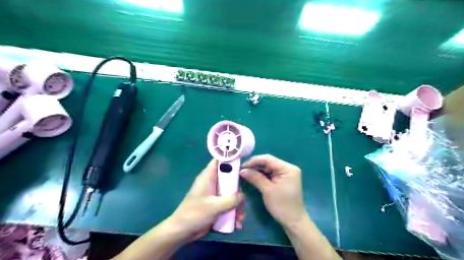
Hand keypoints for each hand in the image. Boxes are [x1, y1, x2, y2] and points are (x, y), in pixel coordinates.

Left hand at [168, 159, 246, 242]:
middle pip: (229, 179)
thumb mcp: (215, 206)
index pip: (220, 160)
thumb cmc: (195, 213)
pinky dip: (233, 212)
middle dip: (238, 191)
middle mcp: (212, 182)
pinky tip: (236, 223)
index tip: (243, 163)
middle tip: (242, 201)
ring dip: (237, 205)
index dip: (231, 159)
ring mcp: (214, 194)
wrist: (182, 231)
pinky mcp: (216, 204)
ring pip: (231, 193)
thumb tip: (242, 195)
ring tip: (240, 218)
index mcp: (208, 176)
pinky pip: (228, 204)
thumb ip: (231, 199)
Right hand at [241, 154, 307, 228]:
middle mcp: (288, 167)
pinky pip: (271, 173)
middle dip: (255, 165)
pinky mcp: (283, 179)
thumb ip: (255, 177)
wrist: (294, 222)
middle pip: (268, 162)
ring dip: (257, 169)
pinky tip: (253, 176)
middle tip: (241, 170)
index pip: (268, 159)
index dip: (254, 161)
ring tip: (245, 172)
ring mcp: (286, 173)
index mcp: (288, 168)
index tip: (242, 166)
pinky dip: (261, 174)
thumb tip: (242, 170)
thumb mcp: (267, 190)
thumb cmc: (282, 206)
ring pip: (268, 167)